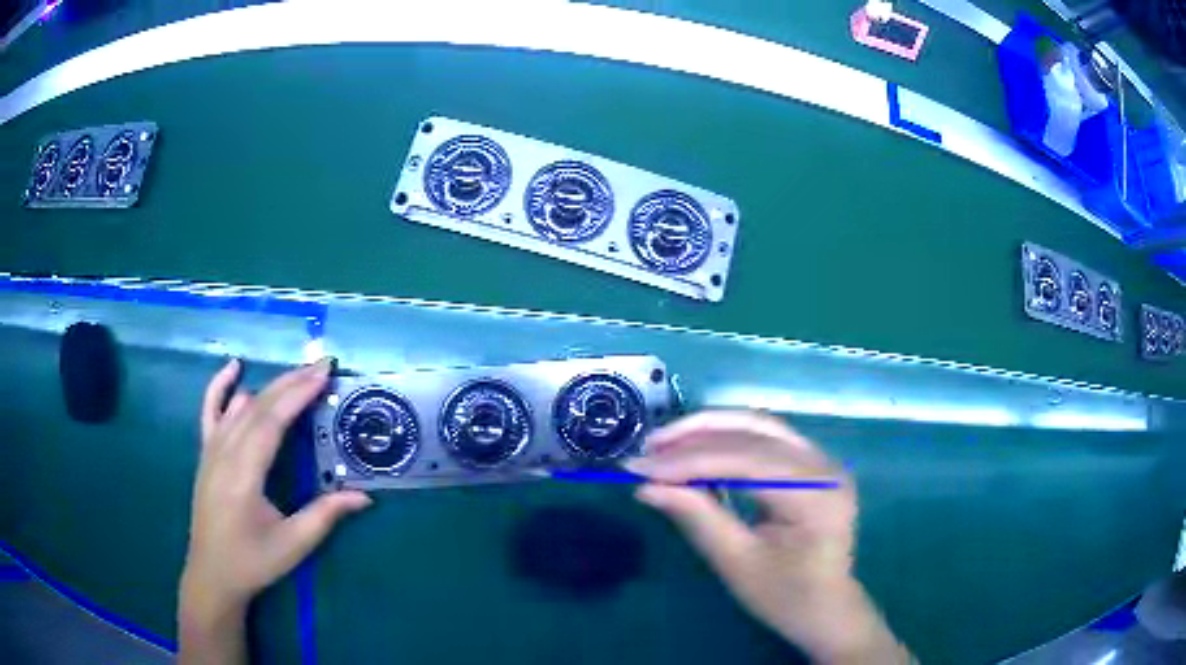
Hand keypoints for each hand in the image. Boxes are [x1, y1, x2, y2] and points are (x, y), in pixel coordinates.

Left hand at [179, 358, 370, 663]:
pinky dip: (220, 385)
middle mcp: (224, 454)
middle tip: (322, 365)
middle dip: (290, 382)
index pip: (271, 422)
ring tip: (298, 375)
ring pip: (239, 405)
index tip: (323, 374)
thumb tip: (364, 497)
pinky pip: (210, 410)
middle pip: (257, 406)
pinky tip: (234, 367)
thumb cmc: (253, 561)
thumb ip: (325, 516)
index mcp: (243, 475)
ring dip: (269, 386)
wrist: (212, 573)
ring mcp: (211, 450)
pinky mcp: (206, 453)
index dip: (297, 395)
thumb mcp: (293, 545)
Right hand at [627, 411, 909, 664]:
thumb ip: (696, 518)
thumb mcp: (737, 563)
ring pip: (760, 426)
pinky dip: (728, 439)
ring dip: (710, 430)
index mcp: (815, 495)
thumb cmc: (785, 597)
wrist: (827, 609)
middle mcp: (825, 465)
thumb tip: (646, 487)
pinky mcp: (813, 464)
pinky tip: (697, 448)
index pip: (746, 462)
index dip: (689, 461)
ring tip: (665, 443)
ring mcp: (823, 460)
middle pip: (755, 433)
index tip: (639, 468)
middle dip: (695, 438)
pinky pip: (767, 439)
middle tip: (648, 450)